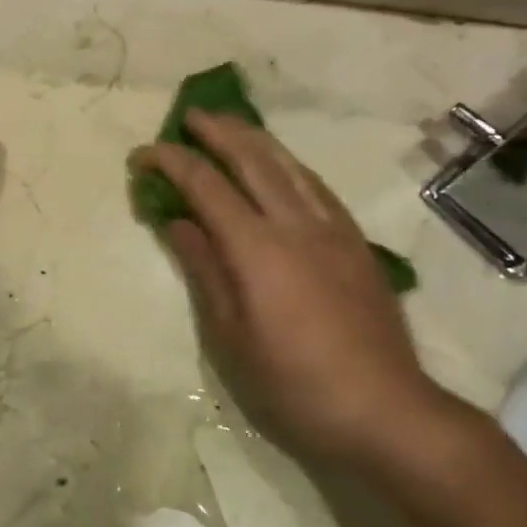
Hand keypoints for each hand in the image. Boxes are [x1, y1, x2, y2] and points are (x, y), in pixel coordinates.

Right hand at [132, 111, 444, 466]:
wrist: (384, 410)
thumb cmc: (293, 384)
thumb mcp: (230, 337)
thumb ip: (205, 270)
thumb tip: (177, 223)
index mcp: (258, 248)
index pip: (206, 186)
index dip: (171, 163)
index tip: (142, 154)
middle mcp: (297, 225)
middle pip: (252, 160)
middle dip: (217, 132)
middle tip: (189, 116)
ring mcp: (333, 230)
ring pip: (290, 165)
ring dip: (256, 139)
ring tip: (232, 126)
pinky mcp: (357, 243)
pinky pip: (317, 186)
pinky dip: (290, 164)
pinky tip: (283, 167)